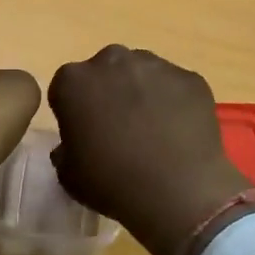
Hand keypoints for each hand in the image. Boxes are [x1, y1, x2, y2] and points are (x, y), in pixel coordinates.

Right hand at [48, 46, 251, 254]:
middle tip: (118, 128)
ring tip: (153, 130)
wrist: (177, 193)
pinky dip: (174, 102)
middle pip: (105, 71)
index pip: (66, 88)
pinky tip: (178, 131)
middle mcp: (112, 61)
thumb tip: (77, 142)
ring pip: (142, 73)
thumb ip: (64, 149)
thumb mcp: (68, 175)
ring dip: (141, 92)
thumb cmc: (112, 183)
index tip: (85, 133)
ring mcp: (155, 65)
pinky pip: (175, 86)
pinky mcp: (190, 78)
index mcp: (74, 81)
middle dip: (108, 92)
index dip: (74, 111)